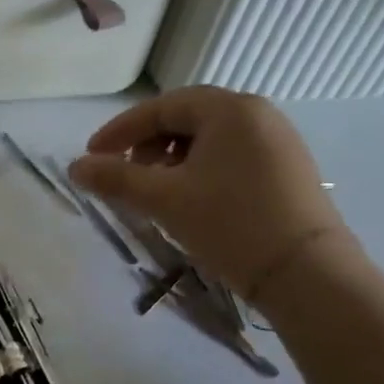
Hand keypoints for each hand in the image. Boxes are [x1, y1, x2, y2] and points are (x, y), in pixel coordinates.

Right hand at [68, 87, 351, 300]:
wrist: (308, 275)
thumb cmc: (230, 224)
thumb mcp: (163, 199)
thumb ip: (114, 177)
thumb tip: (75, 166)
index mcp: (229, 109)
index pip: (160, 107)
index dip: (120, 130)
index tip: (93, 156)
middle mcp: (258, 114)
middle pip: (185, 118)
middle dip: (147, 144)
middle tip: (125, 174)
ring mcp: (278, 141)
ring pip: (208, 138)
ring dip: (172, 158)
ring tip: (156, 191)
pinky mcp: (288, 169)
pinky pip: (231, 155)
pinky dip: (200, 169)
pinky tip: (191, 199)